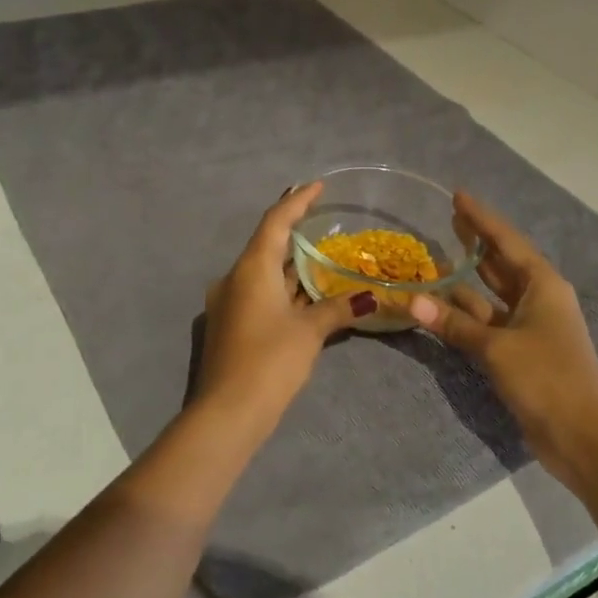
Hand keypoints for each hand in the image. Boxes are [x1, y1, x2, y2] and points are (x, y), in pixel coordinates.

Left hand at [194, 183, 379, 433]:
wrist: (227, 411)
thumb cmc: (270, 361)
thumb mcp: (309, 332)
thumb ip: (338, 308)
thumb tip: (370, 298)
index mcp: (251, 268)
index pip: (275, 221)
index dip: (297, 200)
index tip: (317, 185)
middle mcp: (234, 278)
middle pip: (267, 245)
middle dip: (296, 234)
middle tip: (325, 222)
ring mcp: (229, 302)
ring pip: (264, 273)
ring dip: (291, 266)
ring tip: (323, 257)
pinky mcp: (231, 324)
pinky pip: (260, 294)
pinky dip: (283, 289)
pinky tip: (306, 295)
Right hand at [410, 192, 597, 488]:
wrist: (583, 436)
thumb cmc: (547, 378)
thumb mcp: (497, 347)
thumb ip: (454, 323)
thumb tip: (413, 300)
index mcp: (543, 285)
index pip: (506, 241)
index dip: (481, 218)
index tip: (458, 196)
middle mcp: (538, 299)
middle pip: (502, 263)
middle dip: (477, 242)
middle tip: (448, 220)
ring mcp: (530, 328)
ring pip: (492, 295)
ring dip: (467, 280)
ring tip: (437, 258)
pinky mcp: (521, 353)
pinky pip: (488, 323)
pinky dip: (466, 315)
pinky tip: (442, 307)